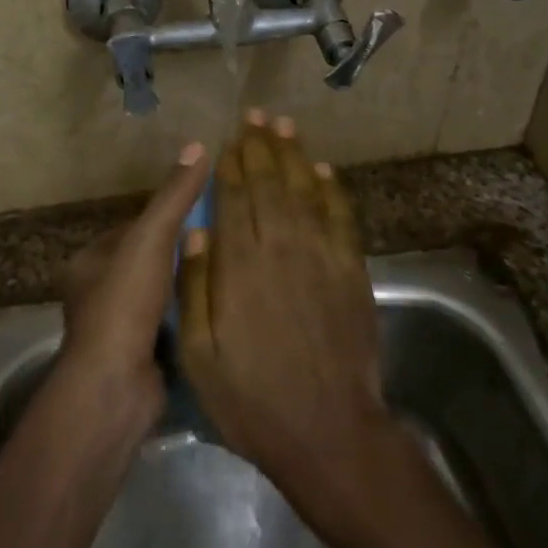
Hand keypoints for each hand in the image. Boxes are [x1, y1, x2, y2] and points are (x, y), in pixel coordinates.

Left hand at [56, 141, 211, 401]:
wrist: (116, 386)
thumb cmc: (124, 302)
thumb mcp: (151, 238)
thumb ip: (174, 196)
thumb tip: (198, 145)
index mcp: (86, 262)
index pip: (130, 228)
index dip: (163, 218)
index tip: (200, 211)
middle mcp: (94, 294)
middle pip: (145, 262)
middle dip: (178, 254)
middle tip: (221, 241)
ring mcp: (115, 330)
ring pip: (158, 296)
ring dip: (186, 287)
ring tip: (227, 271)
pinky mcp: (136, 358)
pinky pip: (167, 326)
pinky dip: (188, 318)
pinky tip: (219, 308)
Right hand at [178, 111, 393, 513]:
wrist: (329, 432)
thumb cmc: (253, 399)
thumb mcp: (199, 354)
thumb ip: (195, 288)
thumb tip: (196, 232)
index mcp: (241, 265)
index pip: (234, 198)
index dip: (232, 164)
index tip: (229, 139)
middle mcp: (282, 247)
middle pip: (270, 183)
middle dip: (261, 146)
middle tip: (257, 115)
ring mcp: (322, 256)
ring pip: (305, 190)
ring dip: (294, 155)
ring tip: (285, 126)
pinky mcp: (352, 271)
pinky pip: (340, 217)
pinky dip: (332, 190)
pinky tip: (324, 170)